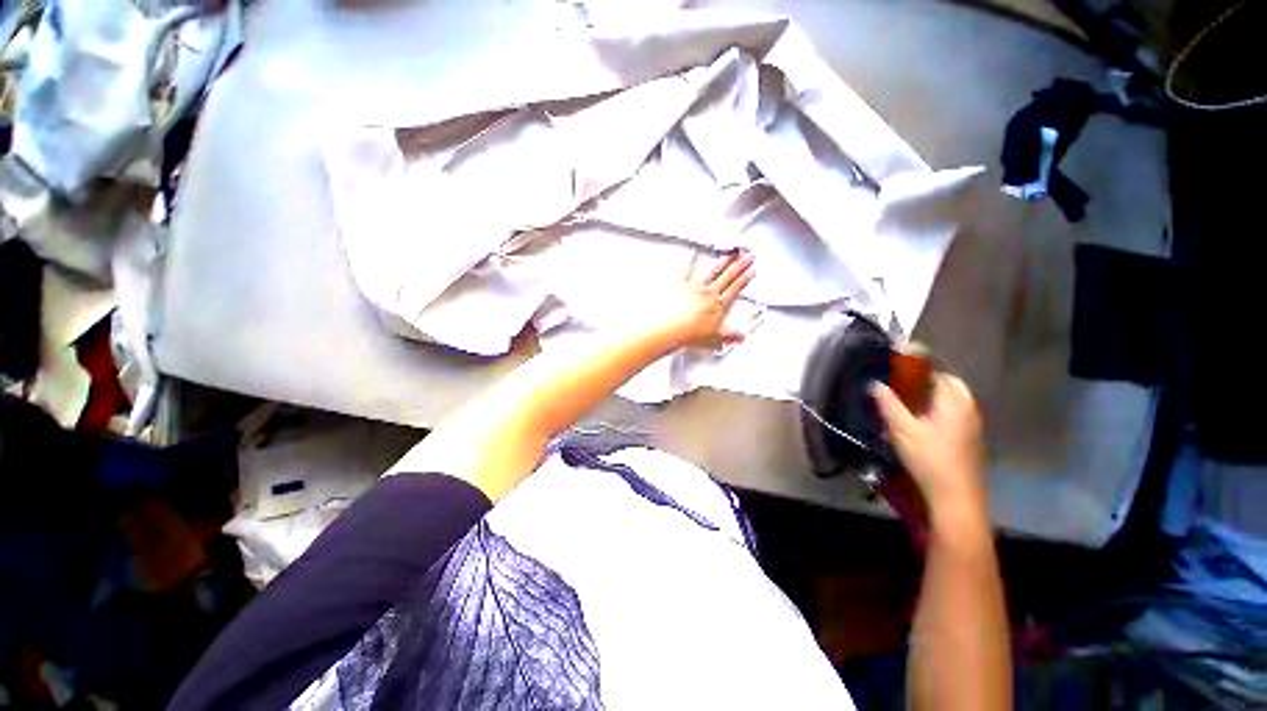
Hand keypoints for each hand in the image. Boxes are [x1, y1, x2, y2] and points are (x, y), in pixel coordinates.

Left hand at [660, 250, 754, 349]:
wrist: (670, 327)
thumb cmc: (689, 333)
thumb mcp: (715, 339)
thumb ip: (730, 335)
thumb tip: (741, 336)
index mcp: (718, 305)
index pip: (735, 289)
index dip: (745, 279)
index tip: (751, 270)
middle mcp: (708, 292)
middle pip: (727, 276)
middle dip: (739, 265)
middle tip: (748, 255)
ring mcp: (695, 286)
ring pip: (713, 271)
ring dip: (723, 260)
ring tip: (731, 251)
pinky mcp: (680, 284)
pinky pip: (686, 270)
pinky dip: (691, 261)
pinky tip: (694, 252)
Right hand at [871, 374, 987, 530]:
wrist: (956, 497)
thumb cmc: (929, 458)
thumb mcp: (902, 429)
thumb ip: (888, 404)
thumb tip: (875, 384)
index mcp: (955, 401)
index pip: (937, 372)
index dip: (916, 366)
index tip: (895, 366)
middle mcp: (968, 409)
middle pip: (947, 385)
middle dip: (923, 382)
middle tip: (899, 386)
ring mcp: (972, 425)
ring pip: (951, 401)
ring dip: (930, 397)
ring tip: (905, 403)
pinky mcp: (969, 440)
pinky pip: (953, 415)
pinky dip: (937, 411)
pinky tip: (919, 424)